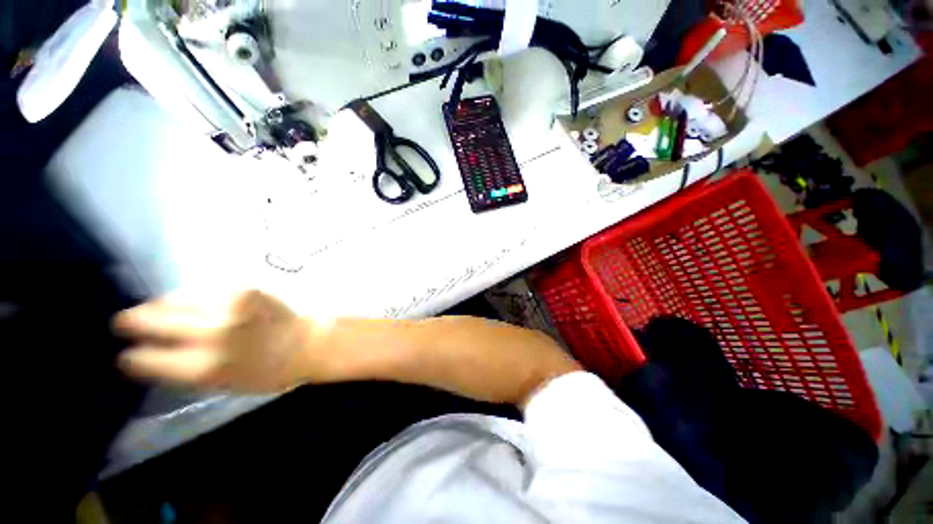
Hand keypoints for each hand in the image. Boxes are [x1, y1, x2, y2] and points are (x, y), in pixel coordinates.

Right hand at [114, 290, 313, 392]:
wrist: (305, 342)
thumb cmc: (266, 372)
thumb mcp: (221, 385)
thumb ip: (184, 372)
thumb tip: (148, 357)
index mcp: (204, 368)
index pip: (146, 360)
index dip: (132, 357)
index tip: (125, 355)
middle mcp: (211, 334)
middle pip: (152, 322)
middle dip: (131, 322)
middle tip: (121, 321)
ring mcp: (227, 307)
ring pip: (173, 300)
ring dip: (158, 306)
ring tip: (151, 309)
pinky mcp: (242, 289)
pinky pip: (200, 290)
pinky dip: (187, 297)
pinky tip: (185, 302)